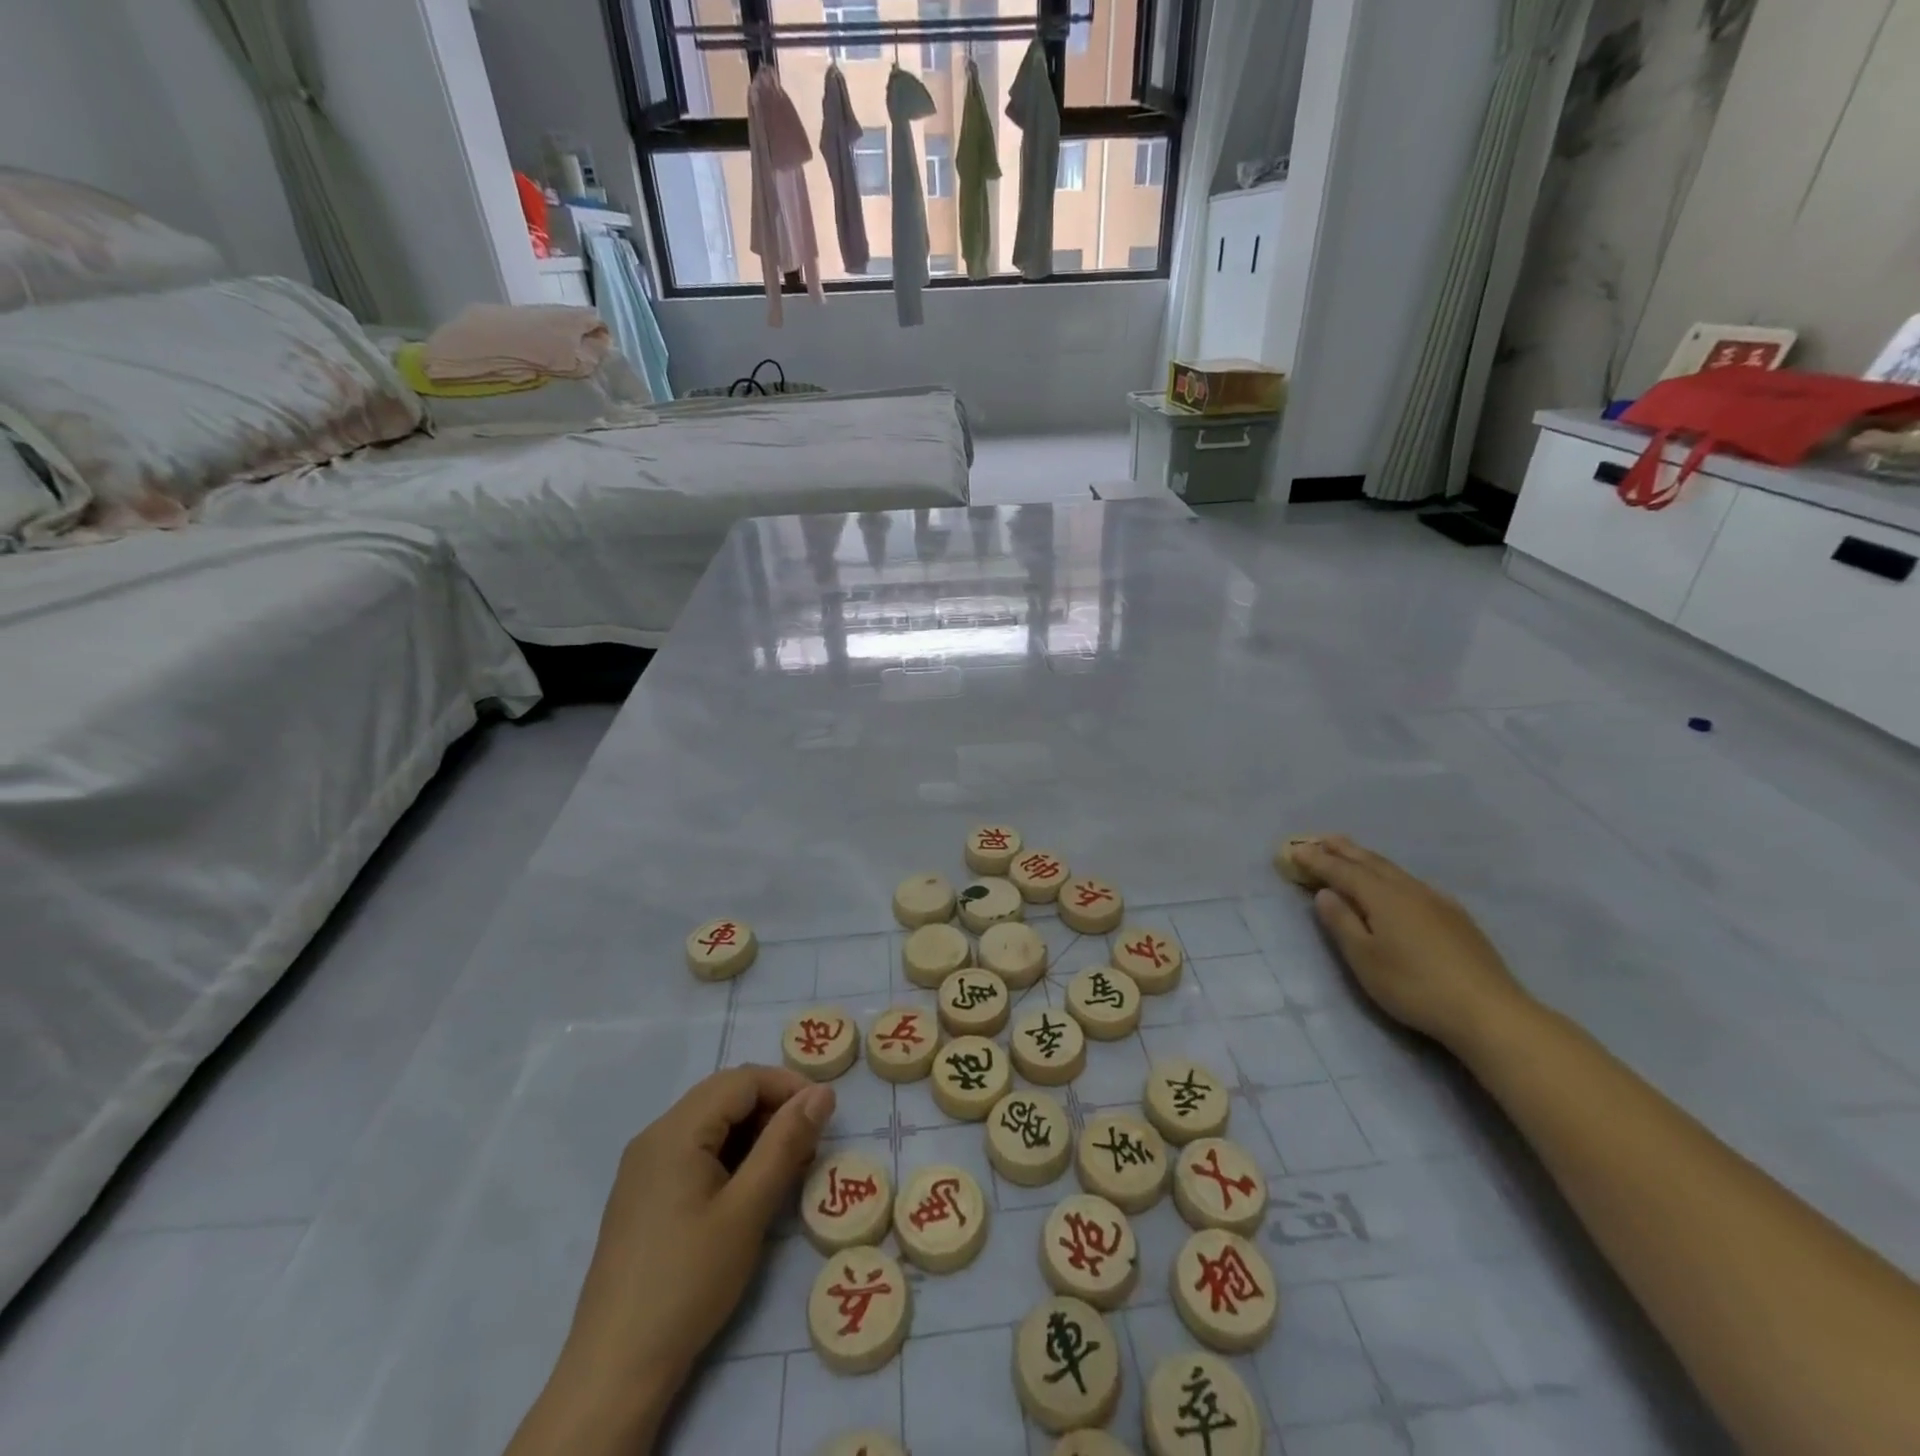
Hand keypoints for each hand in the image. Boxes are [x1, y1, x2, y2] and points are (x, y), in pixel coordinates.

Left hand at [507, 1066, 833, 1455]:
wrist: (615, 1370)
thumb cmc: (688, 1281)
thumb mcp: (748, 1210)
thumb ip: (786, 1143)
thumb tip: (822, 1092)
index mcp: (675, 1130)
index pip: (742, 1079)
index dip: (787, 1086)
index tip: (825, 1114)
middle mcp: (654, 1136)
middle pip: (724, 1095)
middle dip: (772, 1108)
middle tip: (809, 1142)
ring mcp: (644, 1167)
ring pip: (710, 1123)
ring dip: (753, 1132)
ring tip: (787, 1167)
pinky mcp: (643, 1195)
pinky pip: (694, 1151)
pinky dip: (730, 1155)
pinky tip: (749, 1188)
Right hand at [1295, 836, 1534, 1057]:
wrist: (1489, 1011)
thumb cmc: (1414, 986)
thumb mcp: (1364, 958)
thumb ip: (1342, 922)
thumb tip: (1325, 893)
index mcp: (1382, 897)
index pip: (1342, 871)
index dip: (1317, 860)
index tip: (1295, 849)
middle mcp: (1409, 889)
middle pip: (1370, 862)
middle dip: (1343, 849)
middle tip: (1320, 837)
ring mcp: (1437, 901)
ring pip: (1394, 870)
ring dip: (1367, 858)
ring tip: (1351, 853)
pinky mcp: (1456, 917)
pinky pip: (1412, 883)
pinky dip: (1391, 875)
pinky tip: (1395, 884)